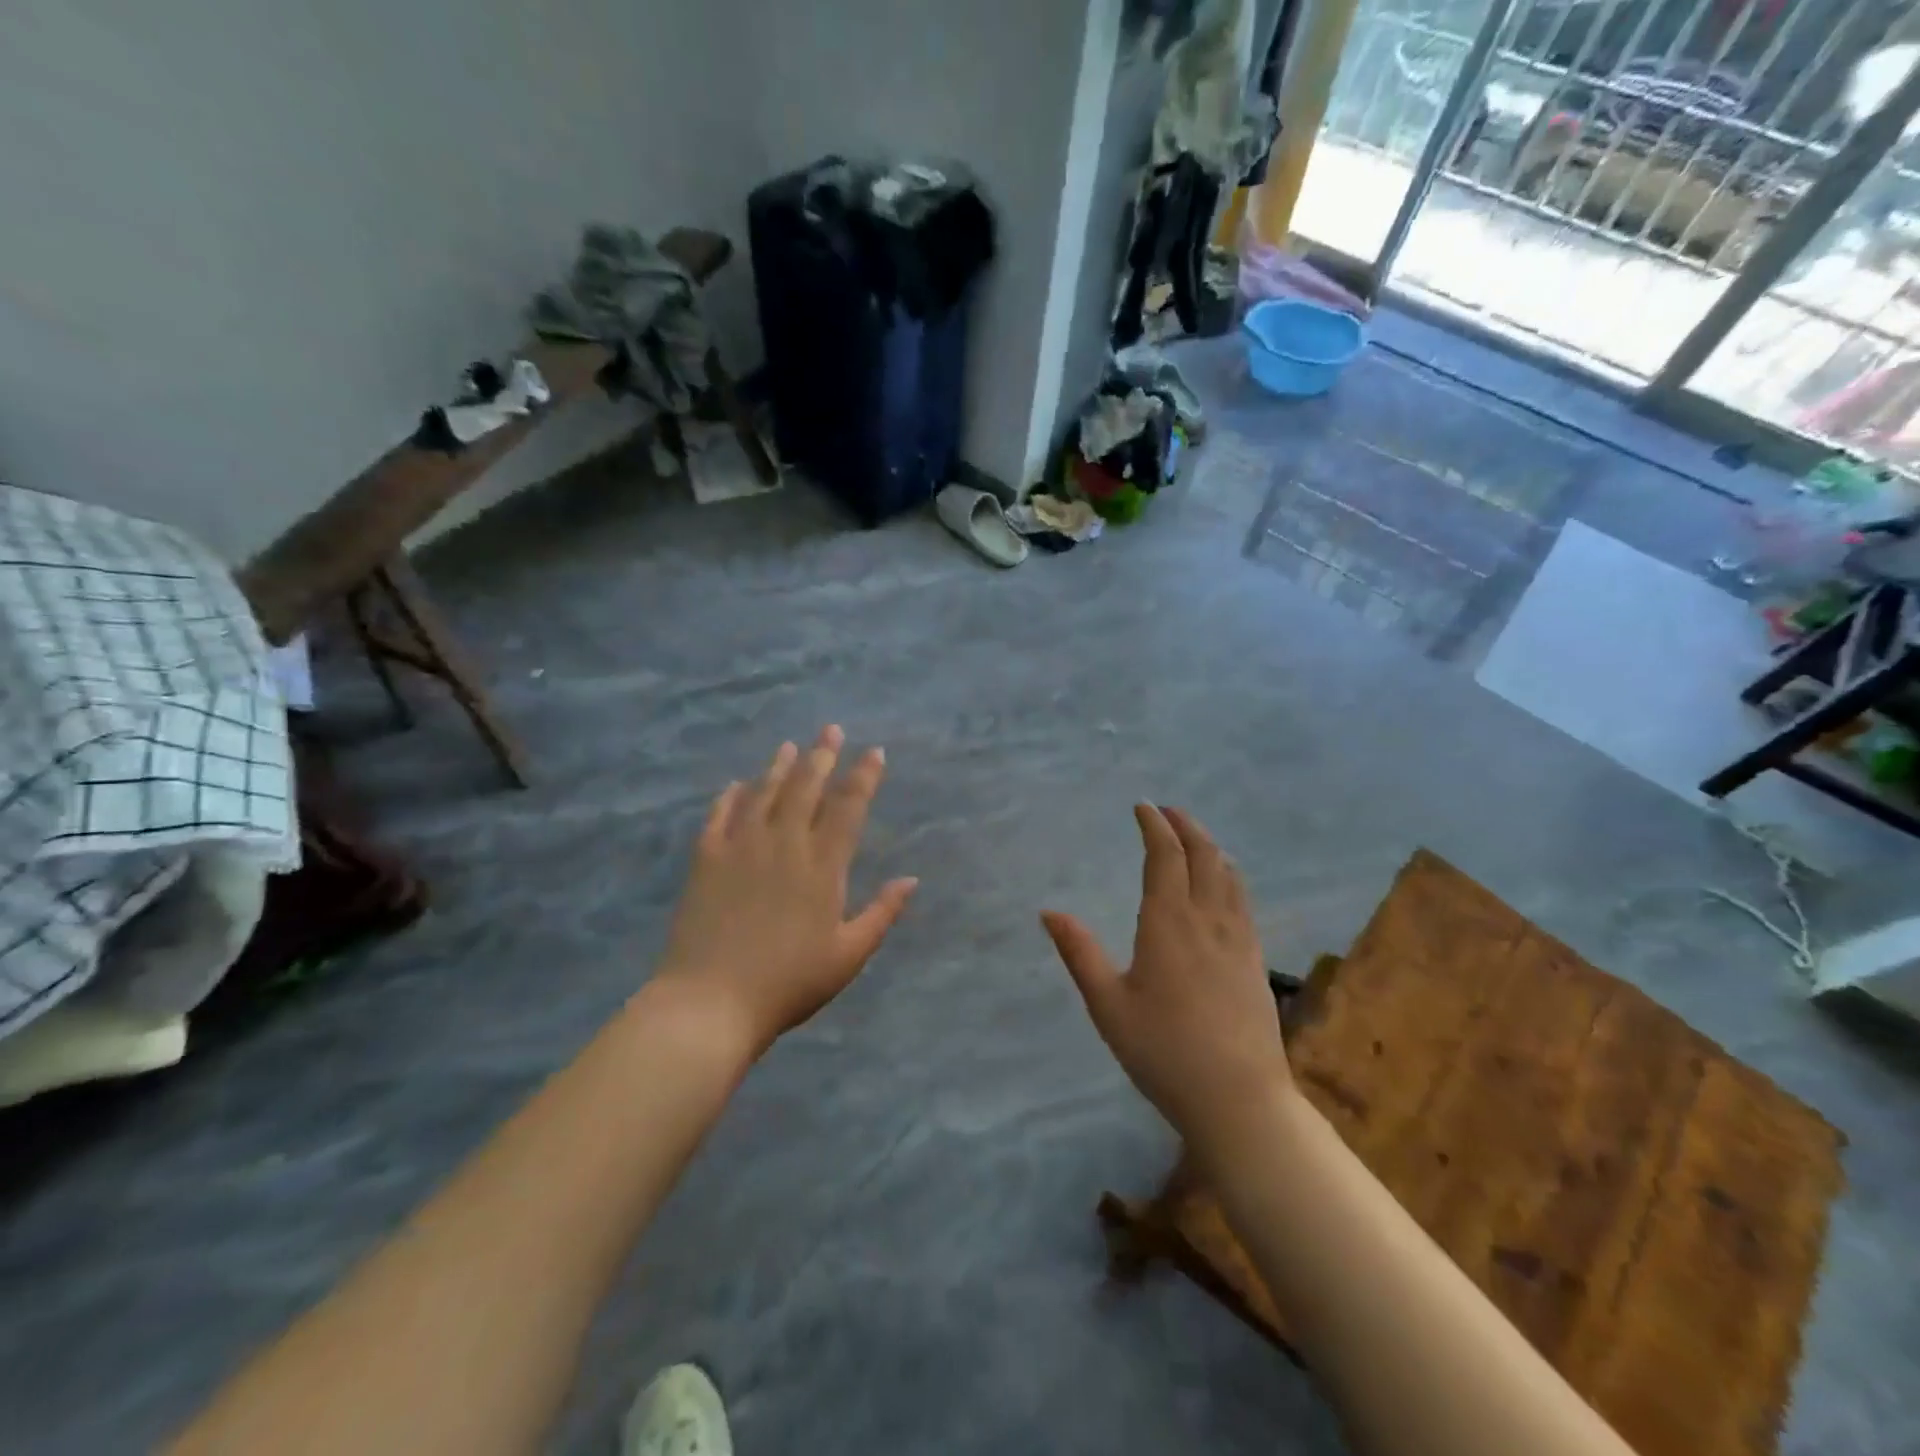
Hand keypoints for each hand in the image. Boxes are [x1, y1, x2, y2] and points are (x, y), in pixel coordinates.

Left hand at [658, 727, 916, 1054]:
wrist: (710, 1002)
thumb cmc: (789, 983)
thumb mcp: (848, 955)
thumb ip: (882, 913)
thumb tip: (912, 880)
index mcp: (822, 866)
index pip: (848, 808)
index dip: (864, 776)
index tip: (875, 752)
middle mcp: (784, 844)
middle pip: (805, 787)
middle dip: (822, 755)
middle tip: (831, 729)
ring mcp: (741, 848)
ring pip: (763, 793)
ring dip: (779, 766)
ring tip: (790, 745)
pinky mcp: (706, 859)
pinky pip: (720, 815)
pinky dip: (730, 796)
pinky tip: (736, 784)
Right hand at [1043, 805, 1291, 1152]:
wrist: (1239, 1098)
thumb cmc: (1163, 1051)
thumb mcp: (1108, 1005)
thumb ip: (1079, 953)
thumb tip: (1049, 912)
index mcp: (1168, 923)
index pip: (1165, 856)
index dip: (1154, 826)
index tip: (1142, 807)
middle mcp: (1207, 919)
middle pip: (1203, 855)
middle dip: (1185, 826)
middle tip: (1167, 811)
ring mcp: (1238, 938)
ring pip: (1229, 874)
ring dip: (1210, 846)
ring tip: (1193, 837)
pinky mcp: (1255, 959)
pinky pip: (1243, 898)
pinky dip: (1229, 874)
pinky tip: (1224, 884)